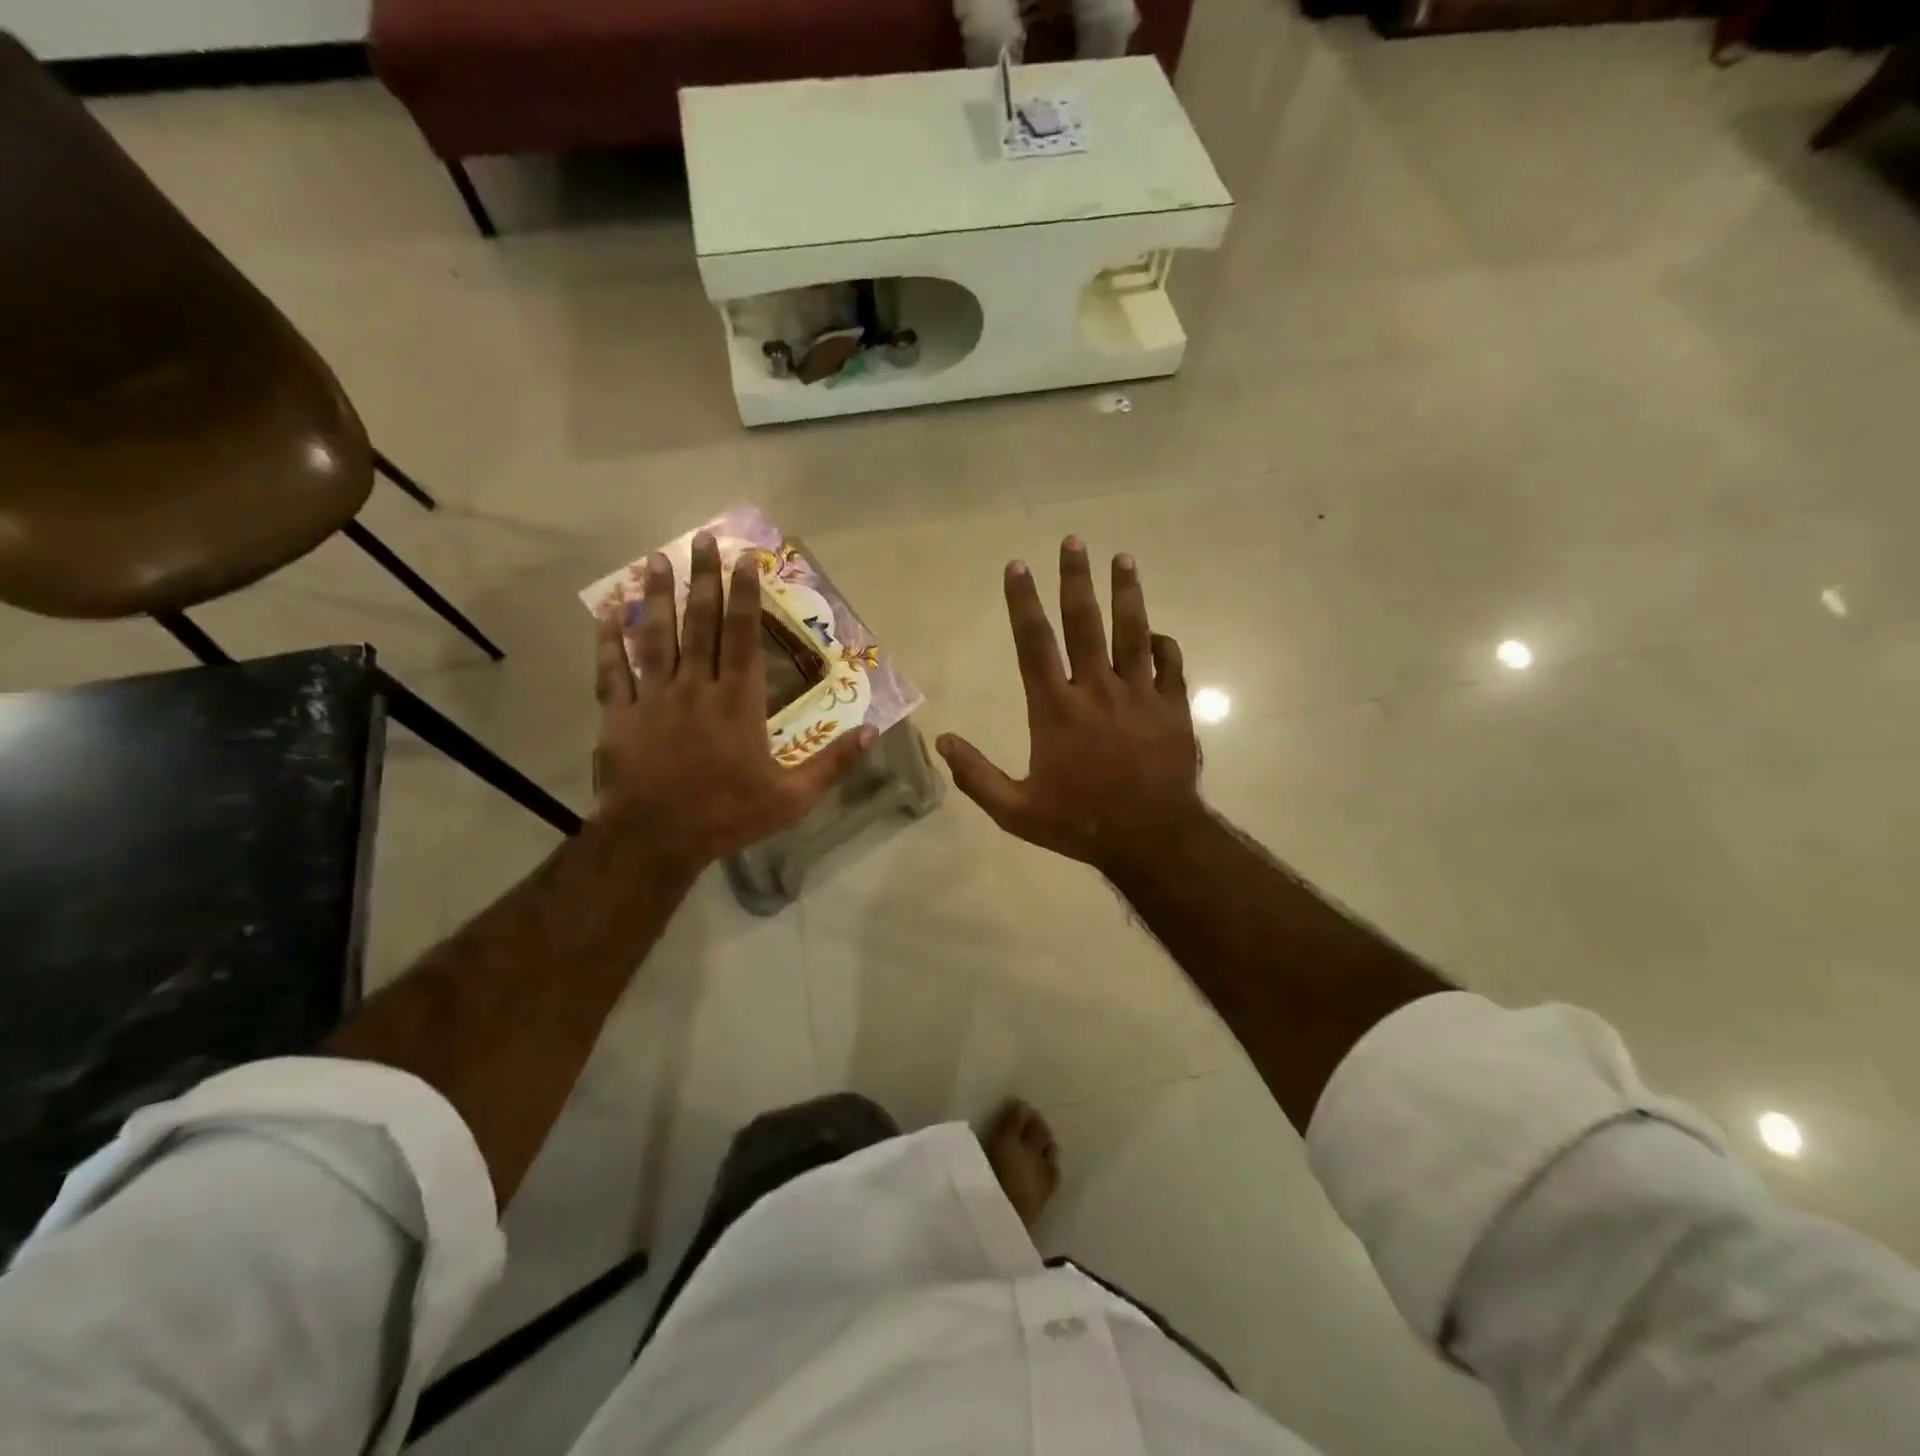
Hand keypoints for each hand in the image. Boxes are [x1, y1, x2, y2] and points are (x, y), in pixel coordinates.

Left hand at [594, 532, 872, 874]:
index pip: (743, 638)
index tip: (744, 561)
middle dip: (704, 580)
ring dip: (658, 598)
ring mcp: (654, 700)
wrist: (656, 840)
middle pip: (700, 625)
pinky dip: (608, 642)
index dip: (745, 597)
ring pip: (655, 638)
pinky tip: (607, 613)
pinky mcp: (620, 717)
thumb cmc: (728, 816)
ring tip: (658, 560)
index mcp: (738, 703)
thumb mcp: (793, 798)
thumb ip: (832, 763)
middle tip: (702, 541)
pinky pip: (612, 673)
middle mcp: (696, 688)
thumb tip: (871, 732)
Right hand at [937, 537, 1204, 875]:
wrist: (1152, 838)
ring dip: (1126, 593)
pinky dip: (1163, 645)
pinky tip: (1157, 633)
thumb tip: (942, 741)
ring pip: (1132, 632)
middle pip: (1084, 623)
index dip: (1024, 602)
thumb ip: (976, 776)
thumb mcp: (1015, 811)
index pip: (1034, 643)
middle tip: (1074, 541)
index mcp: (1056, 709)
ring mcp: (1139, 695)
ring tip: (1123, 558)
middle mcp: (1096, 690)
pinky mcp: (1172, 708)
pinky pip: (1170, 665)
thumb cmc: (1080, 823)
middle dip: (1076, 579)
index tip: (1018, 566)